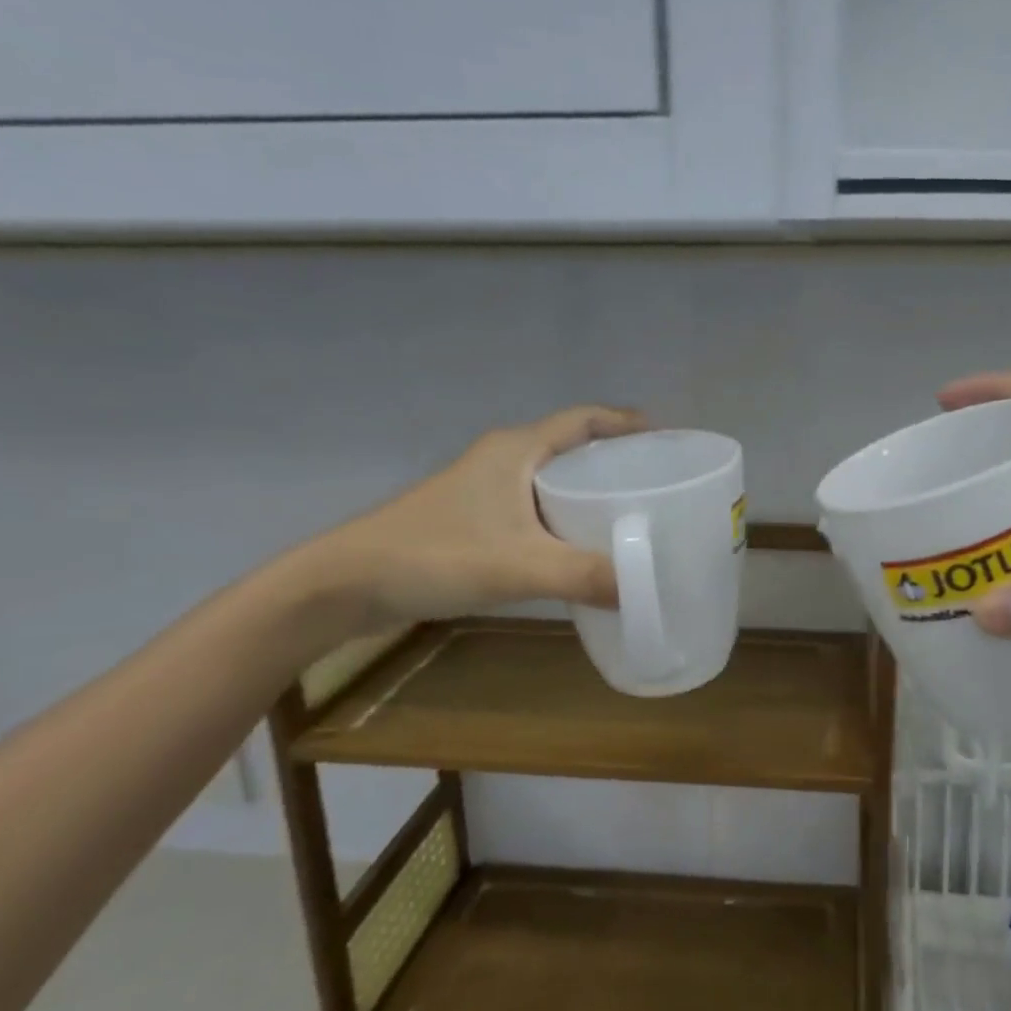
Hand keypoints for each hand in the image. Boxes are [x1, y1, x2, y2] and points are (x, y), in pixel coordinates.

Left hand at [306, 405, 646, 626]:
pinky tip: (579, 547)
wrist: (345, 584)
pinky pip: (534, 507)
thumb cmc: (434, 555)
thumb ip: (584, 575)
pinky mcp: (473, 519)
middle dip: (615, 460)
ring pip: (551, 479)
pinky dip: (564, 518)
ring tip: (630, 515)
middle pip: (572, 446)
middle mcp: (503, 459)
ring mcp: (484, 489)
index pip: (583, 419)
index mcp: (516, 449)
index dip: (625, 423)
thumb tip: (644, 591)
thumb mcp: (517, 566)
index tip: (665, 440)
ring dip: (589, 491)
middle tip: (656, 484)